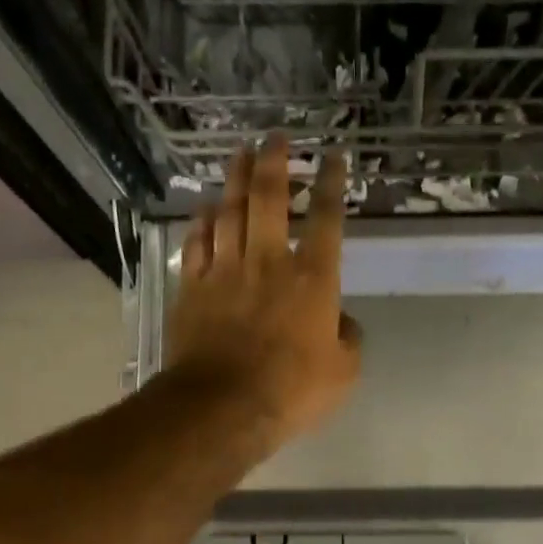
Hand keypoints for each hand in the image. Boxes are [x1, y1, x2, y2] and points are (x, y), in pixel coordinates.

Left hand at [166, 136, 361, 450]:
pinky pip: (198, 243)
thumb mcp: (344, 373)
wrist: (223, 407)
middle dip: (273, 162)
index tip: (333, 156)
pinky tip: (206, 209)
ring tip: (240, 153)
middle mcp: (268, 262)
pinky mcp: (193, 288)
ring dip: (235, 179)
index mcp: (313, 280)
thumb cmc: (292, 391)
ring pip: (229, 212)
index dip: (331, 183)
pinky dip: (203, 221)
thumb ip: (349, 339)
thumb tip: (341, 320)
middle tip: (275, 137)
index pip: (326, 219)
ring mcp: (225, 272)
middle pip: (268, 199)